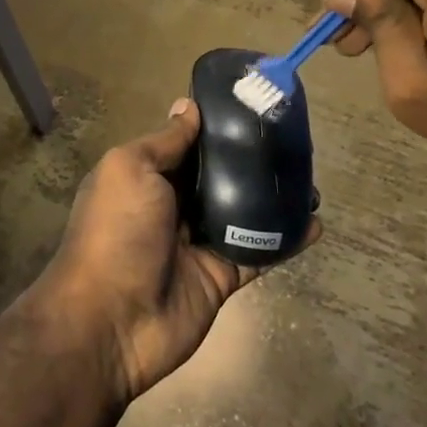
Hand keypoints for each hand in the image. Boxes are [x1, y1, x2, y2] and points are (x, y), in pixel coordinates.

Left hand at [33, 100, 315, 405]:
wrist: (111, 321)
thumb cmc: (116, 232)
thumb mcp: (130, 170)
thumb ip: (164, 141)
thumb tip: (188, 106)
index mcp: (147, 176)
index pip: (188, 143)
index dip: (216, 125)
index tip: (253, 105)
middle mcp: (173, 204)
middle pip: (219, 175)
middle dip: (251, 159)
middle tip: (293, 140)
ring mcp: (199, 242)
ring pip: (243, 211)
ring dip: (274, 197)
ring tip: (311, 179)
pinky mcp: (221, 275)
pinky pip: (259, 251)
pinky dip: (286, 239)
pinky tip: (315, 223)